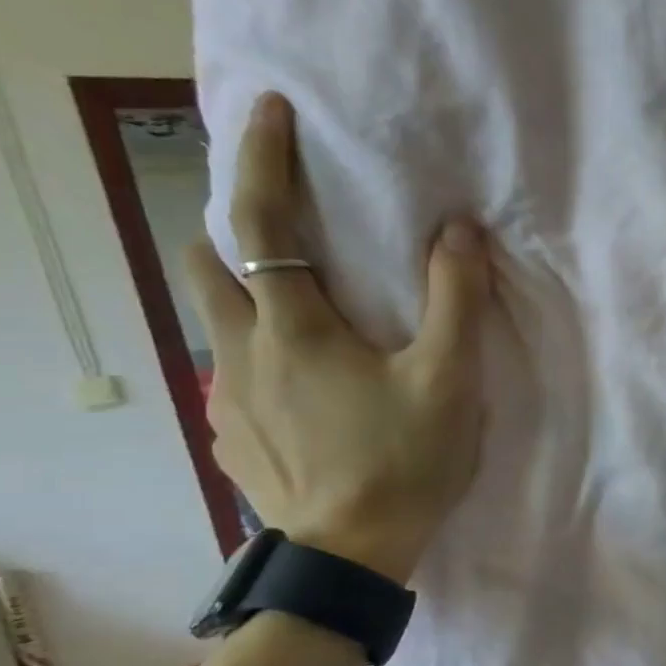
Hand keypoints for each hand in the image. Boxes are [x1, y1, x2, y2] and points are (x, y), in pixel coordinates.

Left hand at [185, 93, 490, 583]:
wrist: (352, 554)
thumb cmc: (405, 460)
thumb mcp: (449, 378)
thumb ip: (456, 299)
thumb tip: (457, 229)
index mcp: (293, 328)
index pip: (261, 224)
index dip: (262, 160)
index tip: (270, 111)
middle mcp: (242, 351)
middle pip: (208, 263)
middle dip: (236, 228)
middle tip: (290, 228)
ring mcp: (228, 397)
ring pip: (218, 319)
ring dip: (247, 292)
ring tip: (303, 308)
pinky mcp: (231, 434)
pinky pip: (234, 369)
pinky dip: (260, 350)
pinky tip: (305, 382)